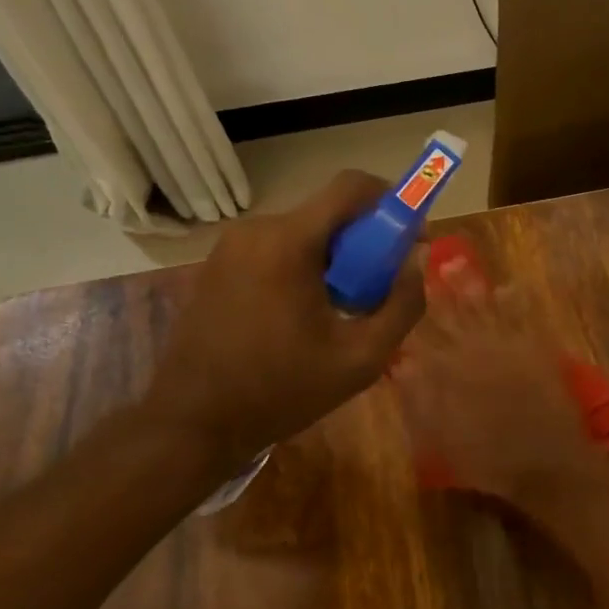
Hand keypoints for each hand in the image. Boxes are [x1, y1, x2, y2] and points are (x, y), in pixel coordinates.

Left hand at [142, 172, 425, 474]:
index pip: (351, 186)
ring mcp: (230, 246)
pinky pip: (276, 250)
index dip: (392, 201)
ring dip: (334, 259)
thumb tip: (416, 260)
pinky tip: (304, 316)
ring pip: (303, 233)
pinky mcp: (217, 265)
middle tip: (379, 289)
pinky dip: (303, 268)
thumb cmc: (281, 391)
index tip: (411, 238)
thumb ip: (402, 304)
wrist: (192, 423)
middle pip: (329, 213)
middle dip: (365, 242)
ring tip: (342, 310)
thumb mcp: (361, 358)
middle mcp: (256, 230)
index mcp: (288, 242)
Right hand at [391, 263, 608, 500]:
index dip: (411, 314)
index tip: (400, 292)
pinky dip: (515, 302)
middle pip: (453, 316)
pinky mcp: (537, 351)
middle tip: (428, 262)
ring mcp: (509, 348)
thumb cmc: (490, 460)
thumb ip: (420, 399)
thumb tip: (402, 366)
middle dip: (440, 290)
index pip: (424, 338)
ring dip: (470, 287)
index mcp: (449, 373)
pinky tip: (509, 287)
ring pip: (485, 310)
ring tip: (458, 263)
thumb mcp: (443, 438)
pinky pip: (523, 318)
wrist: (548, 463)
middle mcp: (476, 352)